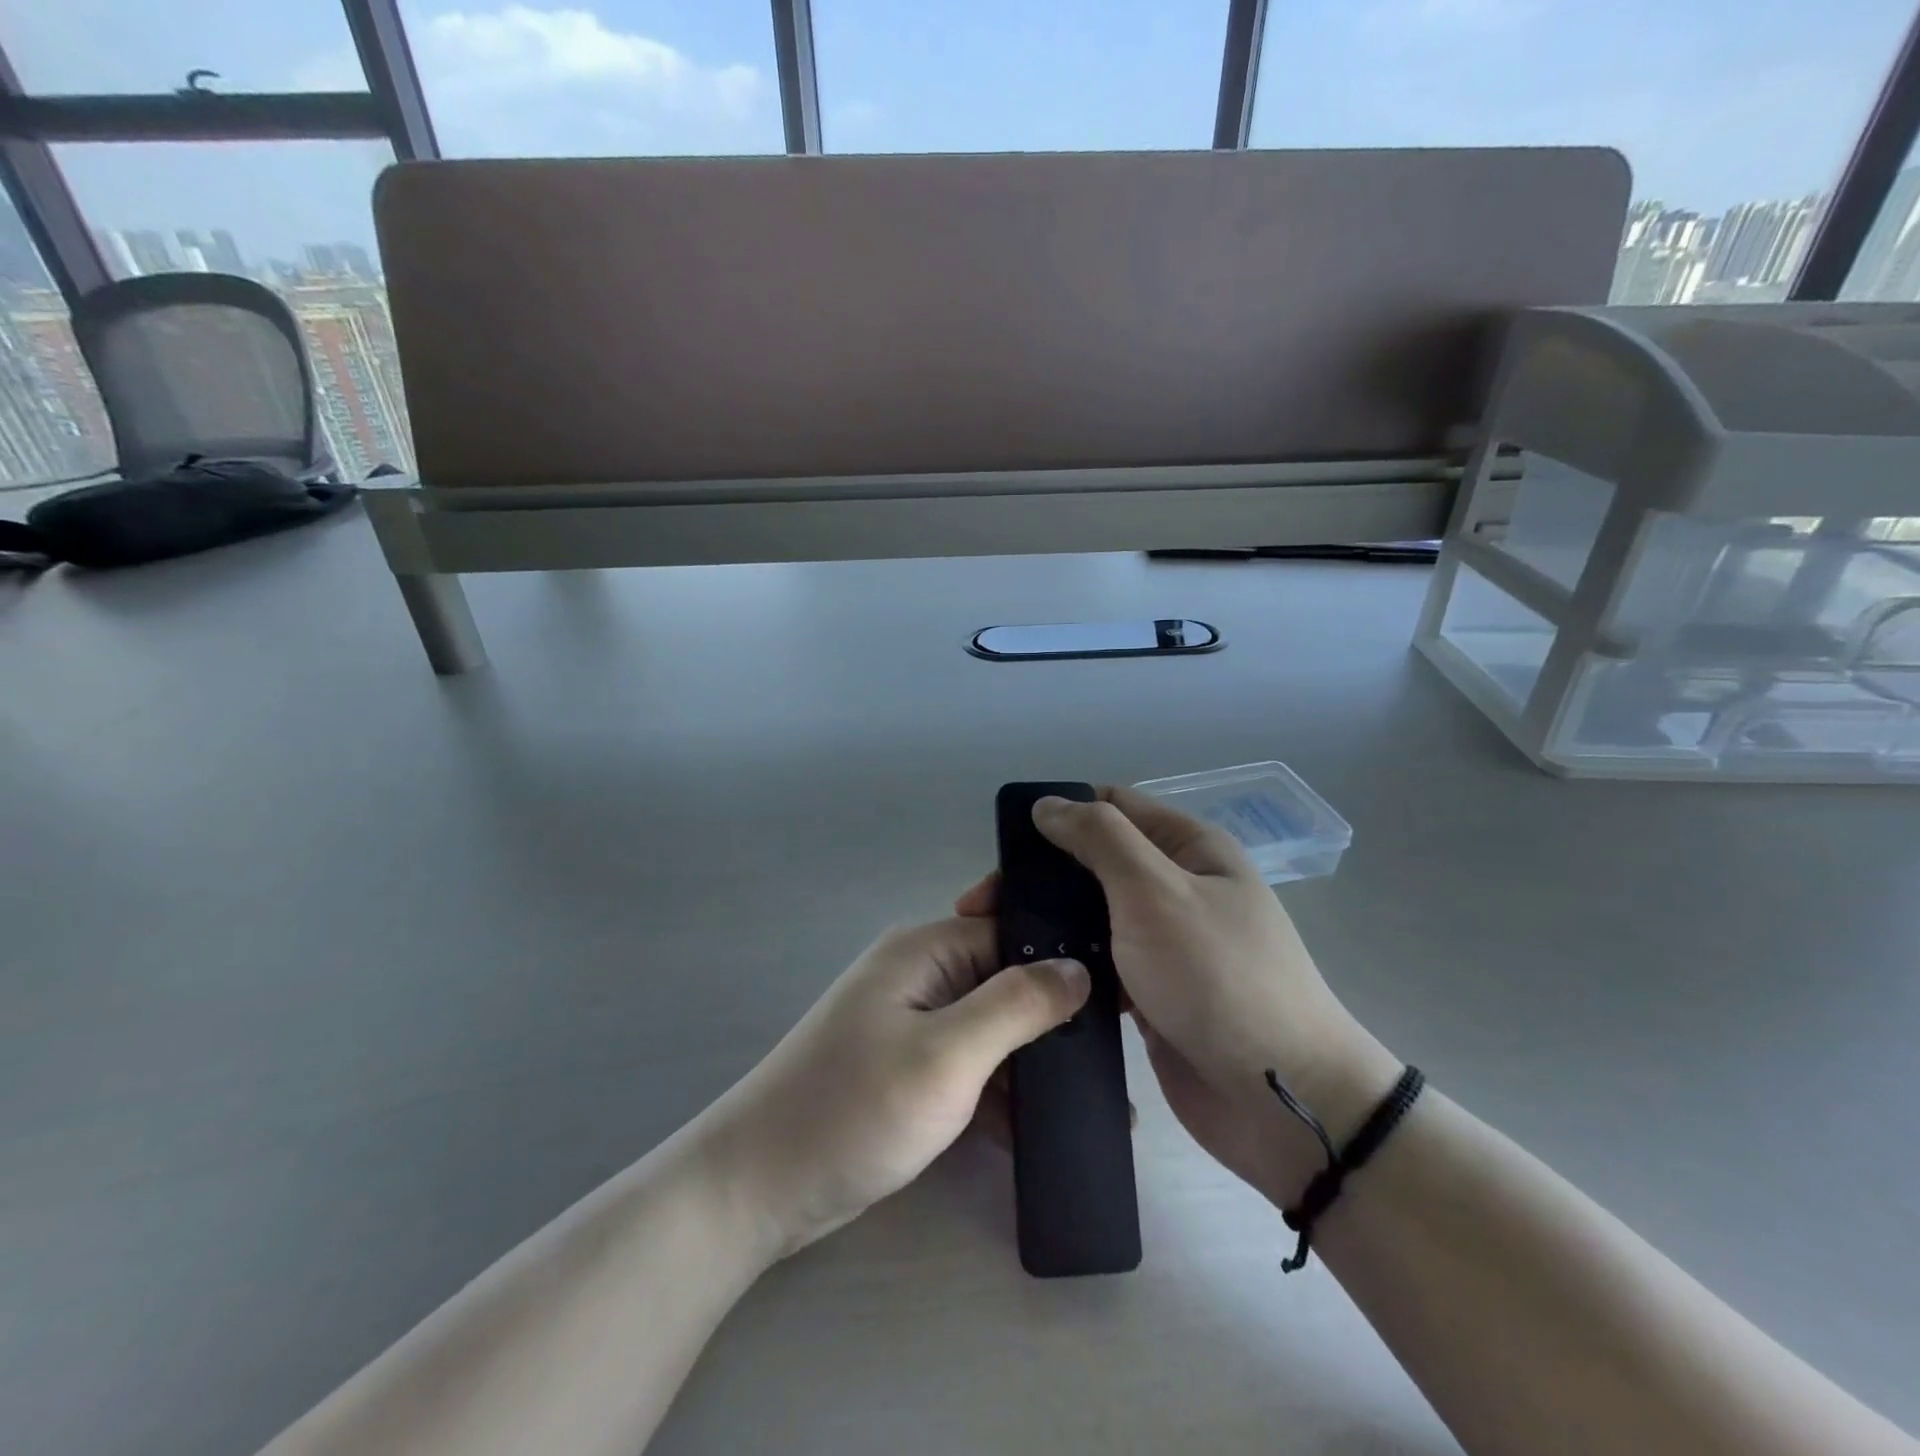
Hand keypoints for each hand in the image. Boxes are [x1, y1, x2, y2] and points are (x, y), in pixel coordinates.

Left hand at [704, 916, 1089, 1259]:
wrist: (760, 1186)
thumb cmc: (855, 1107)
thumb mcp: (947, 1054)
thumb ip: (1016, 1005)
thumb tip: (1078, 968)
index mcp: (926, 949)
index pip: (1011, 932)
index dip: (1065, 956)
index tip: (1122, 993)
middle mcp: (920, 974)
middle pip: (1005, 979)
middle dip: (1056, 1015)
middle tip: (1116, 1053)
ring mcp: (912, 1023)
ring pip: (992, 1027)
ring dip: (1033, 1061)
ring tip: (1100, 1100)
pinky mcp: (909, 1068)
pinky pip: (971, 1065)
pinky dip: (1002, 1092)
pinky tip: (1046, 1129)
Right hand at [961, 787, 1399, 1208]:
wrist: (1281, 1102)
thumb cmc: (1219, 978)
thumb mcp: (1157, 891)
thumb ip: (1100, 839)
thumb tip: (1048, 805)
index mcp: (1189, 848)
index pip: (1111, 805)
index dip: (1058, 814)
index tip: (1005, 845)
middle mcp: (1177, 887)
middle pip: (1094, 862)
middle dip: (1041, 876)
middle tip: (981, 907)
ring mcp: (1165, 943)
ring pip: (1091, 916)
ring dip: (1049, 924)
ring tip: (991, 944)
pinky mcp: (1151, 993)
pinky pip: (1099, 964)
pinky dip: (1067, 966)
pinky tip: (1024, 981)